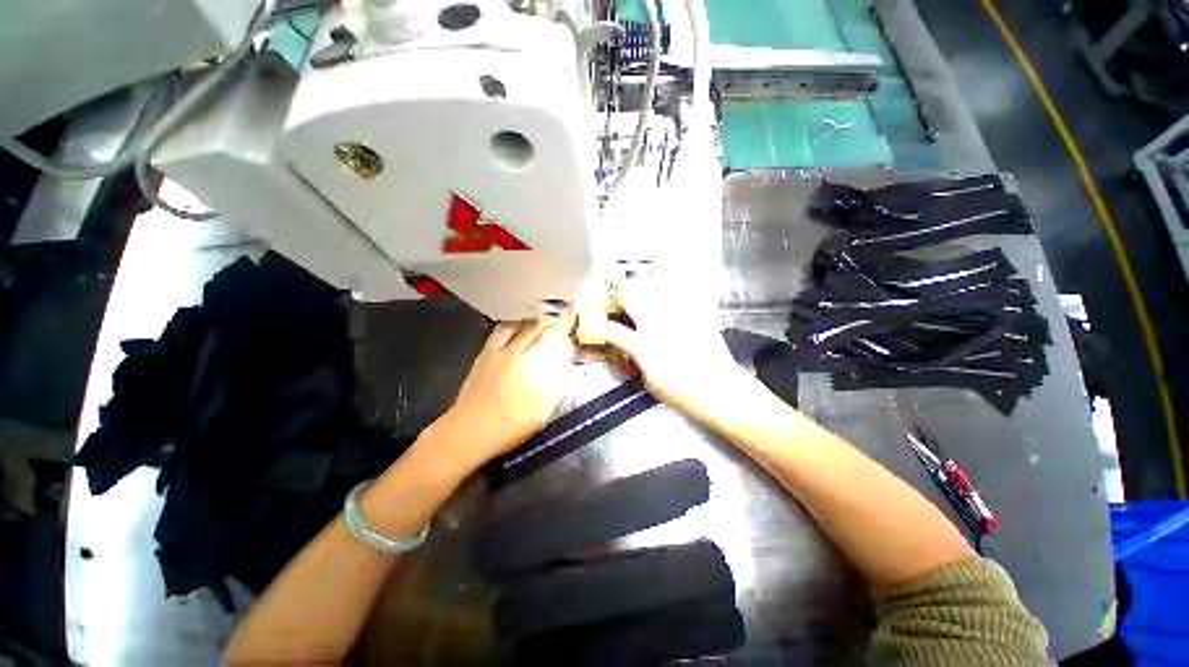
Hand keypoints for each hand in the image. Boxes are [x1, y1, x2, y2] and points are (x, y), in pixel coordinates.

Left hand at [431, 313, 575, 470]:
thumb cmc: (511, 424)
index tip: (574, 325)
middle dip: (554, 321)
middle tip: (565, 315)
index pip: (553, 341)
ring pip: (520, 326)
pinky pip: (500, 331)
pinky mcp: (485, 354)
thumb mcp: (543, 410)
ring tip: (545, 317)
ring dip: (535, 320)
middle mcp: (516, 353)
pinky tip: (518, 325)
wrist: (470, 430)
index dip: (566, 332)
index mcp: (532, 366)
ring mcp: (498, 352)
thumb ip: (557, 384)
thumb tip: (563, 363)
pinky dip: (513, 324)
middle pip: (538, 330)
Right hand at [577, 279, 747, 423]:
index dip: (601, 325)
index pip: (612, 330)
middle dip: (622, 293)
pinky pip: (681, 292)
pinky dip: (672, 290)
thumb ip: (637, 360)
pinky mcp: (696, 312)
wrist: (719, 388)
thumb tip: (632, 349)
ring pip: (654, 287)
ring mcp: (677, 315)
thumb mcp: (649, 381)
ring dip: (645, 287)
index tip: (597, 323)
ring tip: (644, 291)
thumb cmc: (681, 391)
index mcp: (642, 345)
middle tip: (622, 296)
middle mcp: (657, 325)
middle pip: (632, 294)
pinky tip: (671, 293)